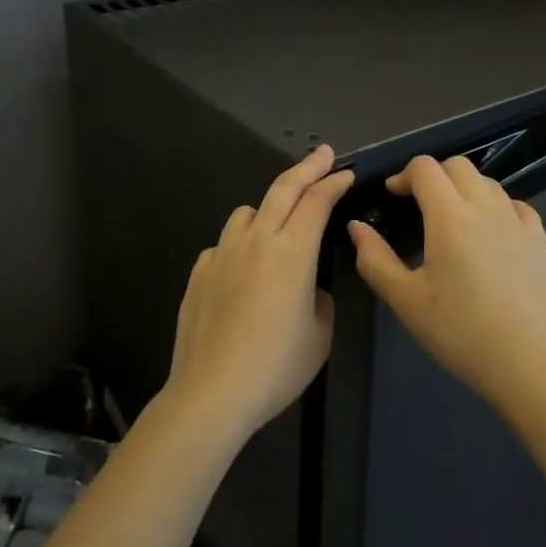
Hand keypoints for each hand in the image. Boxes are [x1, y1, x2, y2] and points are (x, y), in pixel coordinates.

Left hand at [165, 145, 353, 439]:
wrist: (212, 392)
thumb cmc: (276, 366)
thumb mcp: (320, 335)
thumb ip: (319, 299)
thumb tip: (308, 288)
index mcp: (293, 252)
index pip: (317, 202)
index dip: (334, 183)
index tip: (345, 174)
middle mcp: (257, 240)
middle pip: (283, 189)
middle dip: (307, 167)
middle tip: (323, 154)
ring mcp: (223, 253)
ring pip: (247, 211)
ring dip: (268, 207)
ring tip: (278, 222)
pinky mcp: (200, 272)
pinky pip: (224, 244)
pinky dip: (239, 244)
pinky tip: (242, 269)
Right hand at [348, 156, 545, 413]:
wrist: (528, 364)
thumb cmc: (460, 332)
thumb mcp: (406, 301)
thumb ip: (375, 259)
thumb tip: (357, 227)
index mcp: (449, 216)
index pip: (425, 168)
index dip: (404, 175)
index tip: (393, 196)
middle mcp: (485, 207)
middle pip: (457, 165)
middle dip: (434, 175)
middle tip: (419, 205)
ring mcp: (517, 221)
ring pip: (487, 182)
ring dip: (464, 188)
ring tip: (452, 220)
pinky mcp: (540, 240)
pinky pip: (515, 205)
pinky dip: (496, 206)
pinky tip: (490, 232)